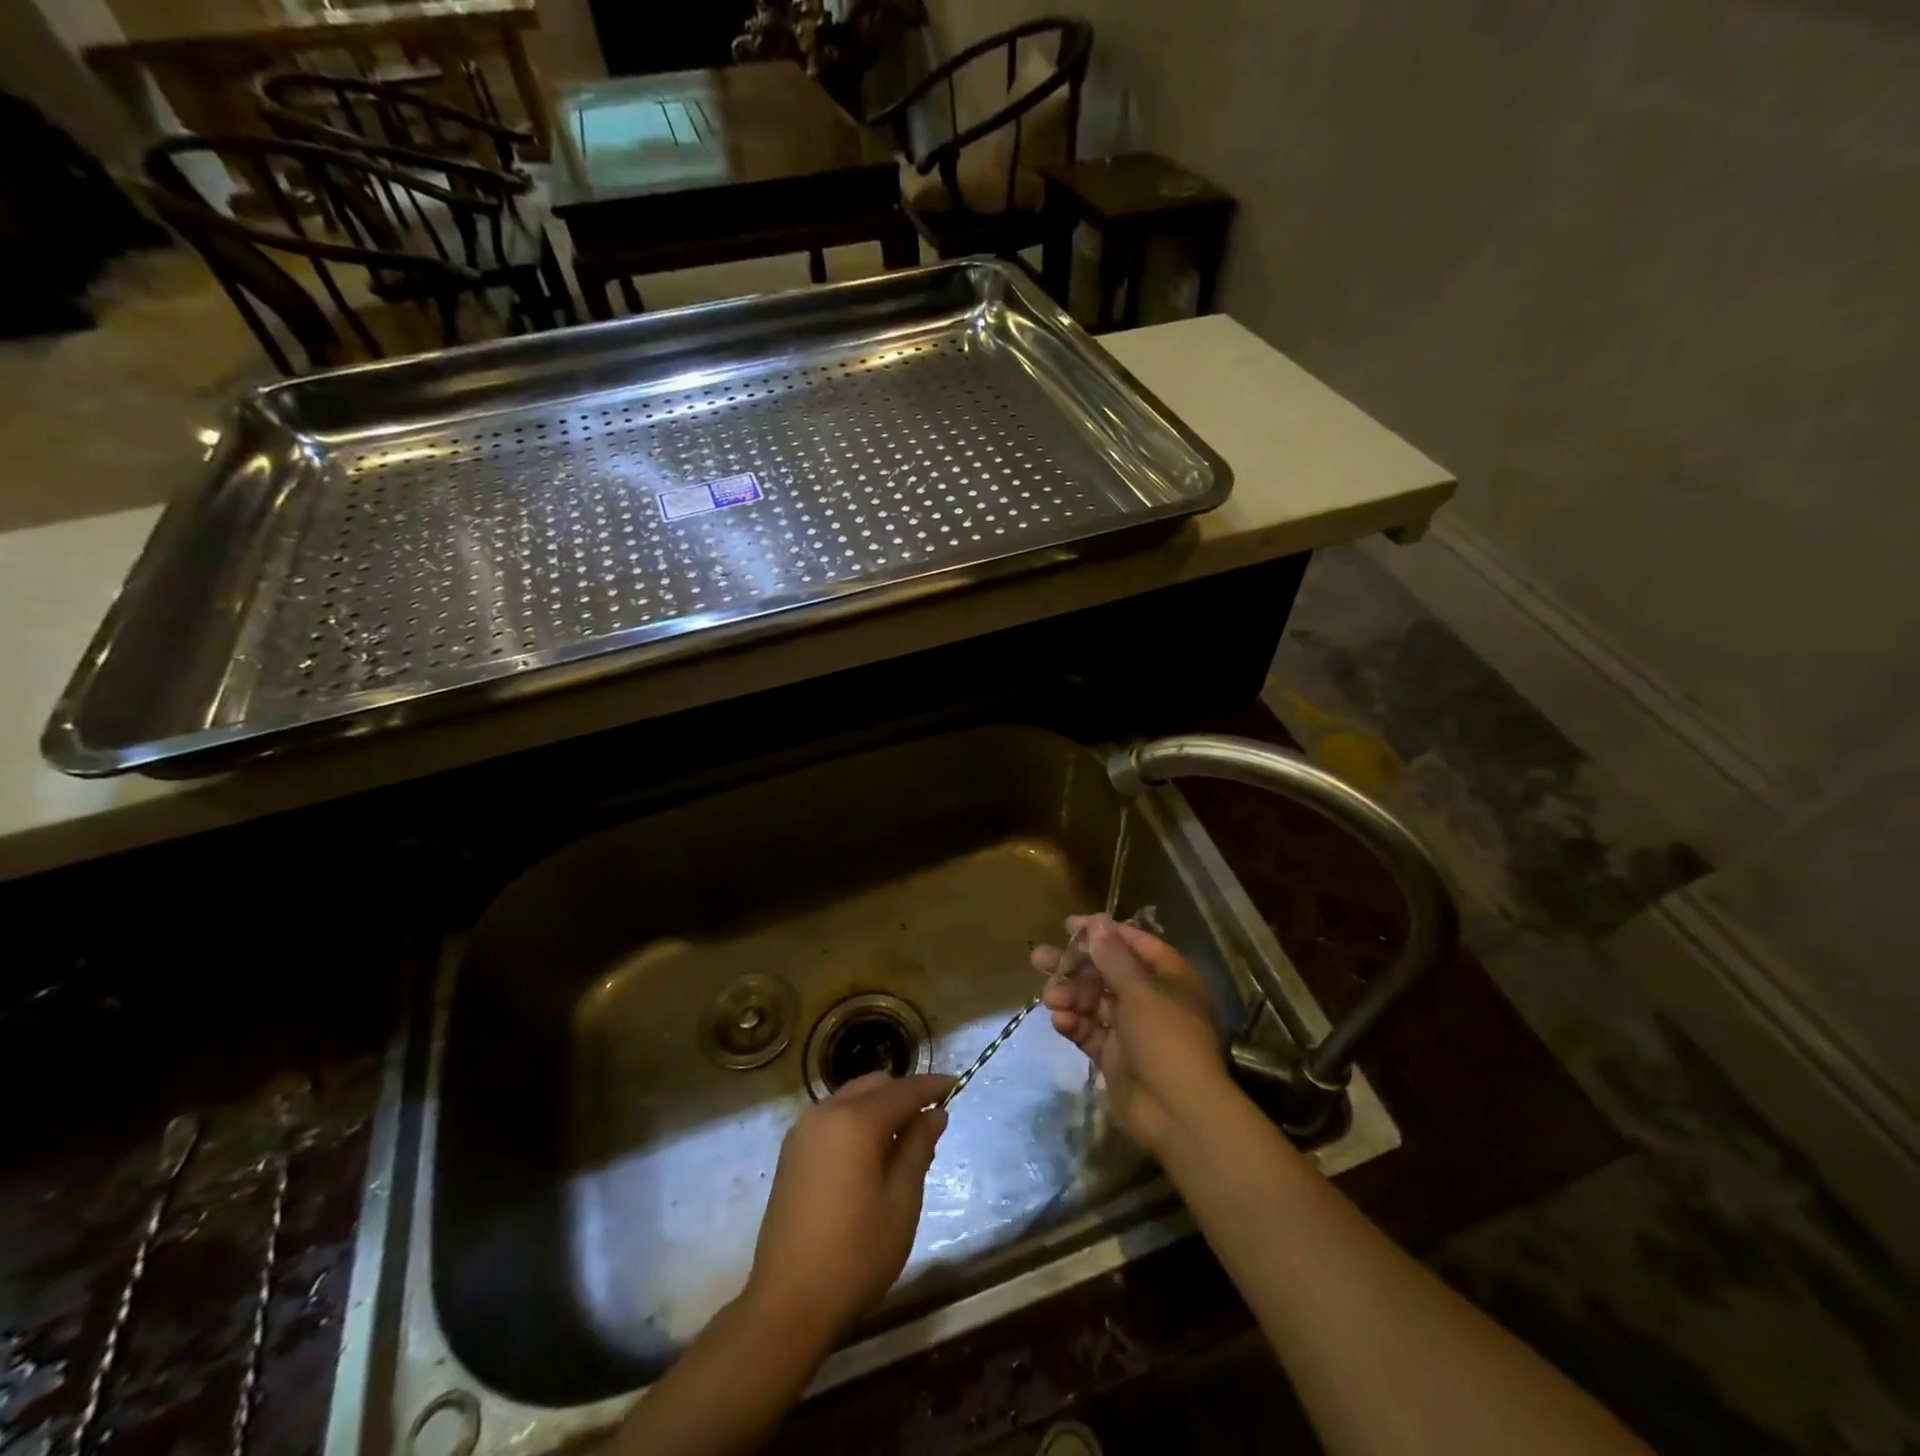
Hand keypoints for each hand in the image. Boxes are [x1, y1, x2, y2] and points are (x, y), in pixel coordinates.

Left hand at [744, 1070, 954, 1348]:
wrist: (787, 1303)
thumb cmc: (855, 1254)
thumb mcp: (901, 1203)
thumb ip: (918, 1149)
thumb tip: (934, 1114)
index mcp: (856, 1121)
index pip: (904, 1090)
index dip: (932, 1086)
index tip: (957, 1084)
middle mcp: (826, 1112)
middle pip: (874, 1086)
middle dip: (904, 1094)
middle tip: (931, 1120)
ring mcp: (804, 1130)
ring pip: (851, 1098)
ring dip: (879, 1107)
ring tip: (904, 1139)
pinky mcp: (792, 1151)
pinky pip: (833, 1117)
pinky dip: (857, 1120)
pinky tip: (871, 1152)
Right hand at [1032, 914, 1229, 1155]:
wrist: (1177, 1112)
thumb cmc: (1165, 1037)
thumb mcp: (1140, 990)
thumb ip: (1113, 957)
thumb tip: (1096, 923)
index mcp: (1169, 977)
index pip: (1133, 944)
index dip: (1102, 932)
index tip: (1069, 925)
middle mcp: (1151, 999)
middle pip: (1107, 973)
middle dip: (1074, 966)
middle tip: (1039, 957)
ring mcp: (1132, 1029)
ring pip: (1094, 1002)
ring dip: (1071, 996)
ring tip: (1050, 996)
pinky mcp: (1115, 1057)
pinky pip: (1090, 1032)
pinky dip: (1075, 1024)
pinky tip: (1060, 1021)